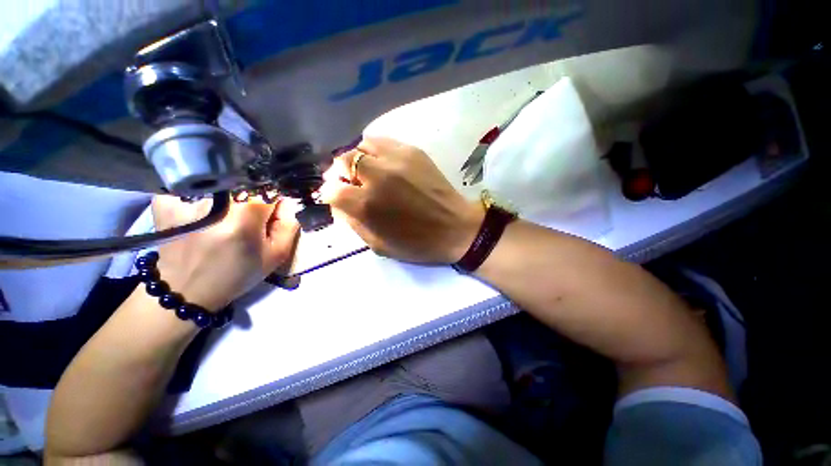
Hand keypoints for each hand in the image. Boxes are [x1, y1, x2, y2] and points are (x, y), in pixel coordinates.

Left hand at [151, 195, 298, 310]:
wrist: (185, 291)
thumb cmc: (237, 274)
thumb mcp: (276, 255)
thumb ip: (288, 226)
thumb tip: (286, 202)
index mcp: (246, 214)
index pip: (270, 192)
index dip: (272, 206)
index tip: (267, 220)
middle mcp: (217, 200)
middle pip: (245, 189)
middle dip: (250, 203)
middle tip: (244, 225)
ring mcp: (187, 198)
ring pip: (221, 188)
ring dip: (227, 202)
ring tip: (219, 224)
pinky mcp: (166, 201)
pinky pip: (193, 189)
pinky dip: (199, 199)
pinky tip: (197, 216)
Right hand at [320, 137, 483, 263]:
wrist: (456, 229)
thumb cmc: (417, 243)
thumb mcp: (378, 245)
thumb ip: (353, 222)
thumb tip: (338, 203)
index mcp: (367, 204)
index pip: (331, 189)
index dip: (329, 193)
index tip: (336, 197)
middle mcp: (378, 176)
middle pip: (342, 159)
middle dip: (340, 172)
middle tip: (349, 182)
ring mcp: (397, 159)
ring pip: (361, 145)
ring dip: (357, 158)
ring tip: (365, 171)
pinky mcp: (413, 151)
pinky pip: (382, 141)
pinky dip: (375, 151)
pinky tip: (382, 163)